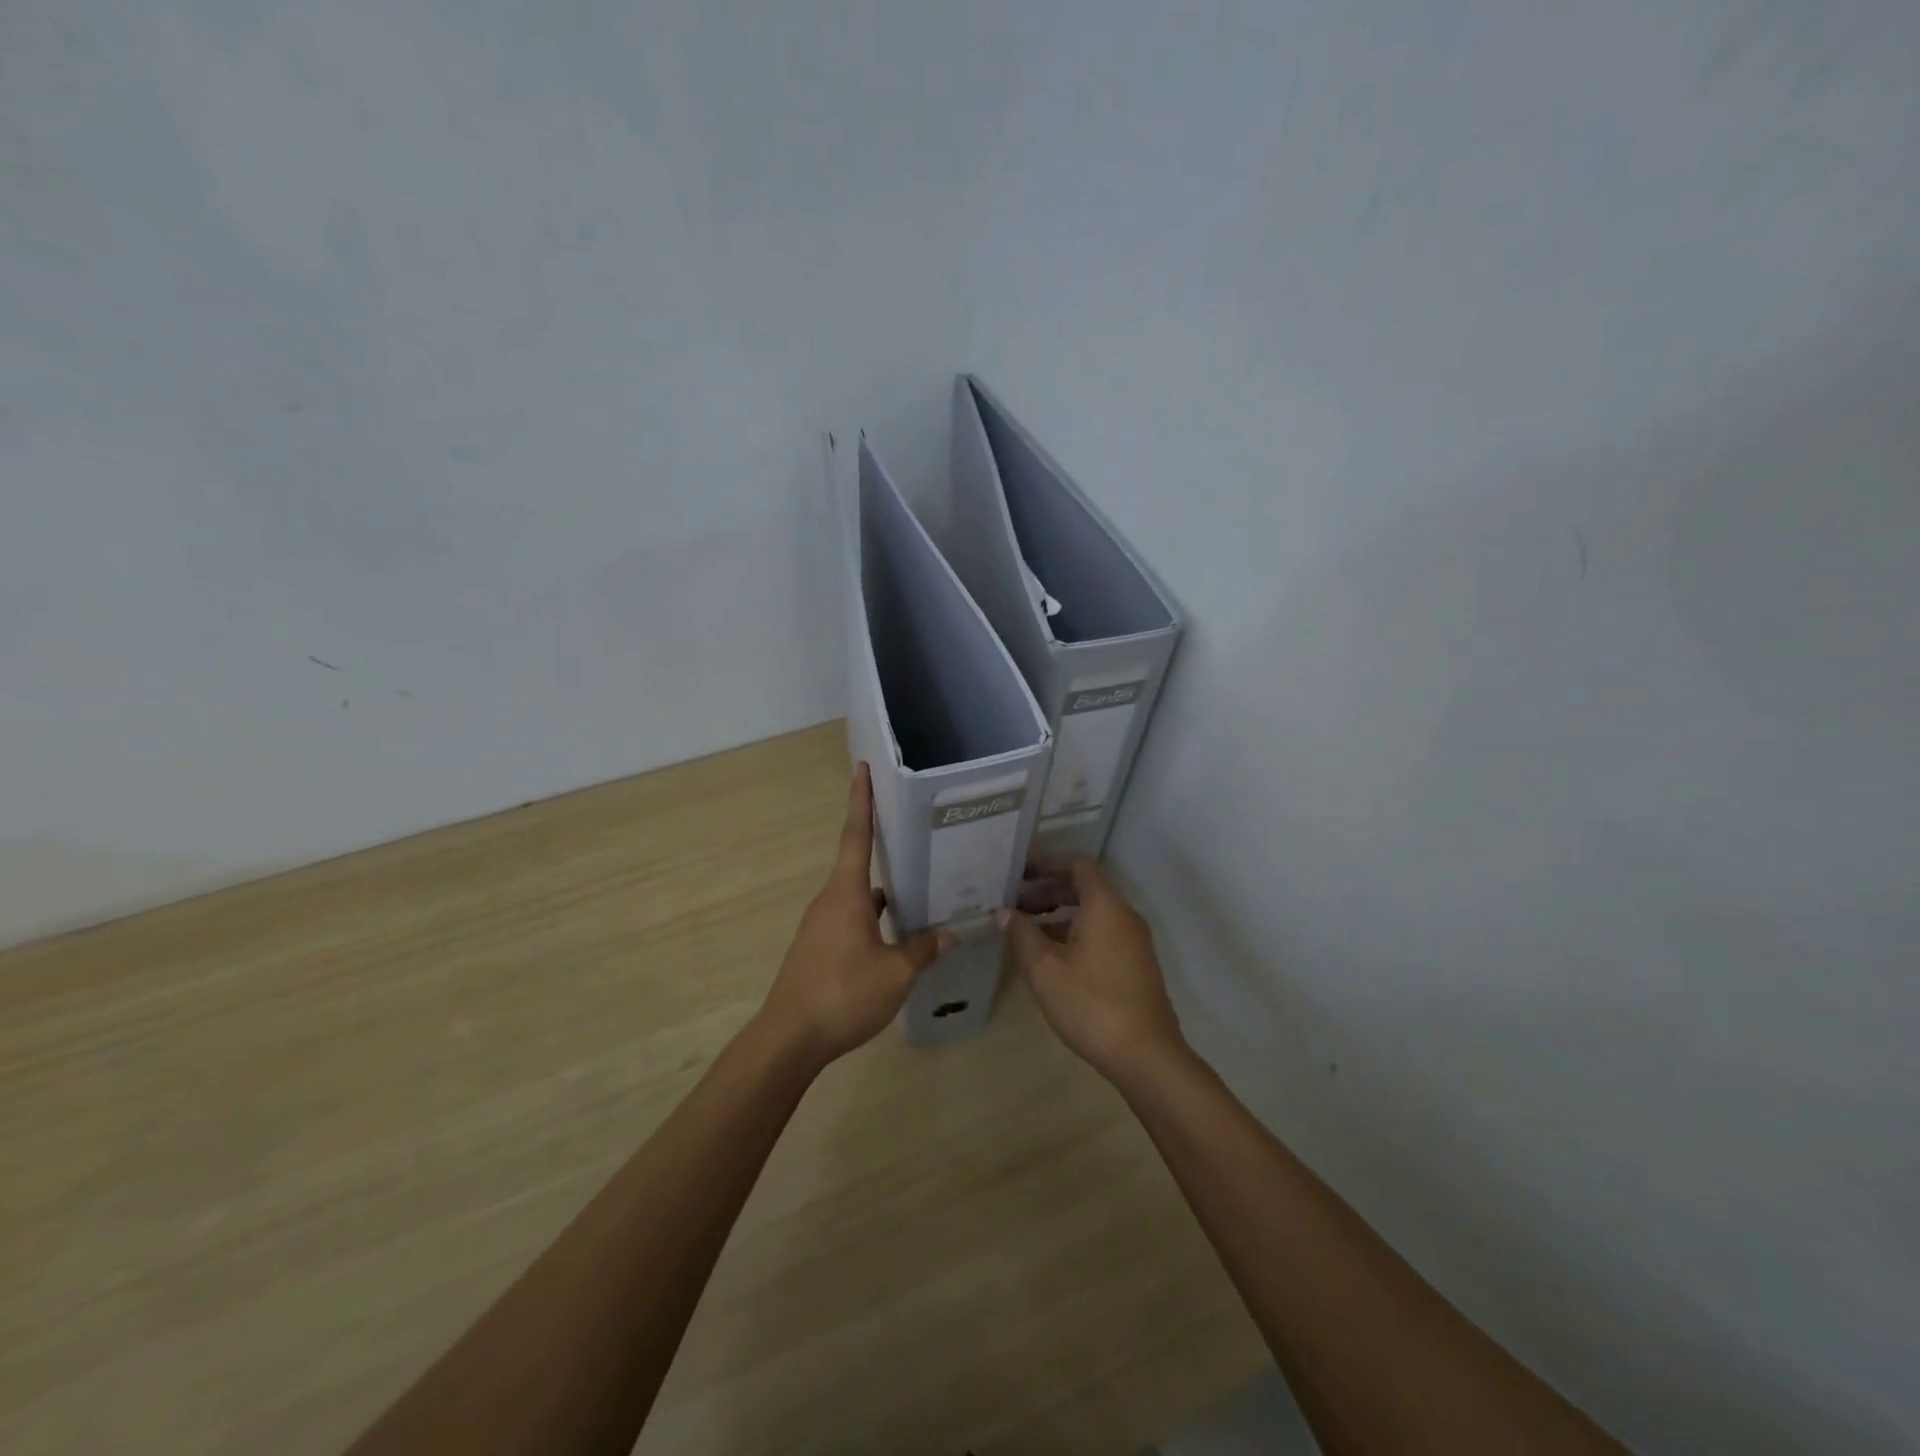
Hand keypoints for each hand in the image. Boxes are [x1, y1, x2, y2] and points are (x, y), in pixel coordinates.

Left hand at [759, 764, 947, 1068]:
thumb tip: (948, 934)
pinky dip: (874, 917)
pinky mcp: (819, 947)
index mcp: (846, 893)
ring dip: (885, 890)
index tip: (862, 768)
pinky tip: (897, 934)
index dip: (860, 800)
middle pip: (859, 863)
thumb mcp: (895, 974)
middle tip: (917, 833)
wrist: (789, 1039)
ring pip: (858, 895)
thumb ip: (922, 950)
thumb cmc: (842, 995)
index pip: (856, 835)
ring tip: (920, 887)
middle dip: (885, 846)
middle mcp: (830, 900)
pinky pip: (852, 918)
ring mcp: (821, 924)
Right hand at [1003, 857, 1186, 1082]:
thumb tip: (1005, 912)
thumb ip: (1022, 934)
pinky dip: (1073, 933)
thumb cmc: (1091, 1003)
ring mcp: (1133, 941)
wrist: (1146, 1056)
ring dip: (1058, 914)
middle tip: (1012, 902)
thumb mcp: (1045, 968)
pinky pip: (1101, 933)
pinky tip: (1049, 956)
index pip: (1076, 864)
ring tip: (1023, 930)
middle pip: (1083, 888)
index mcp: (1104, 905)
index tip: (1017, 871)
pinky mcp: (1134, 964)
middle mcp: (1123, 915)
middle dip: (1046, 890)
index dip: (1046, 862)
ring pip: (1091, 913)